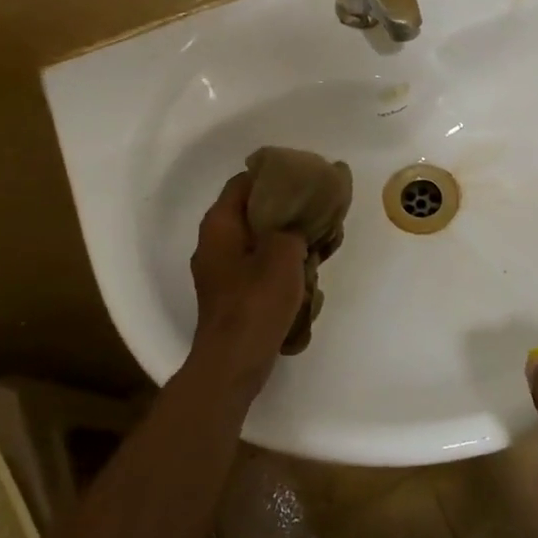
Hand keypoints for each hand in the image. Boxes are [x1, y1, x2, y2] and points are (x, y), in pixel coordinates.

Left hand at [188, 173, 307, 388]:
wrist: (234, 361)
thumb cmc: (256, 300)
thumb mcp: (284, 252)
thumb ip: (294, 226)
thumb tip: (299, 223)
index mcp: (220, 224)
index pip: (244, 182)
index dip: (274, 175)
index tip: (304, 178)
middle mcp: (215, 242)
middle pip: (253, 210)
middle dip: (287, 209)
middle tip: (319, 210)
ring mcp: (222, 270)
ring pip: (259, 239)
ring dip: (288, 238)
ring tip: (322, 240)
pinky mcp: (233, 293)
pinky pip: (259, 264)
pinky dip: (282, 261)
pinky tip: (309, 268)